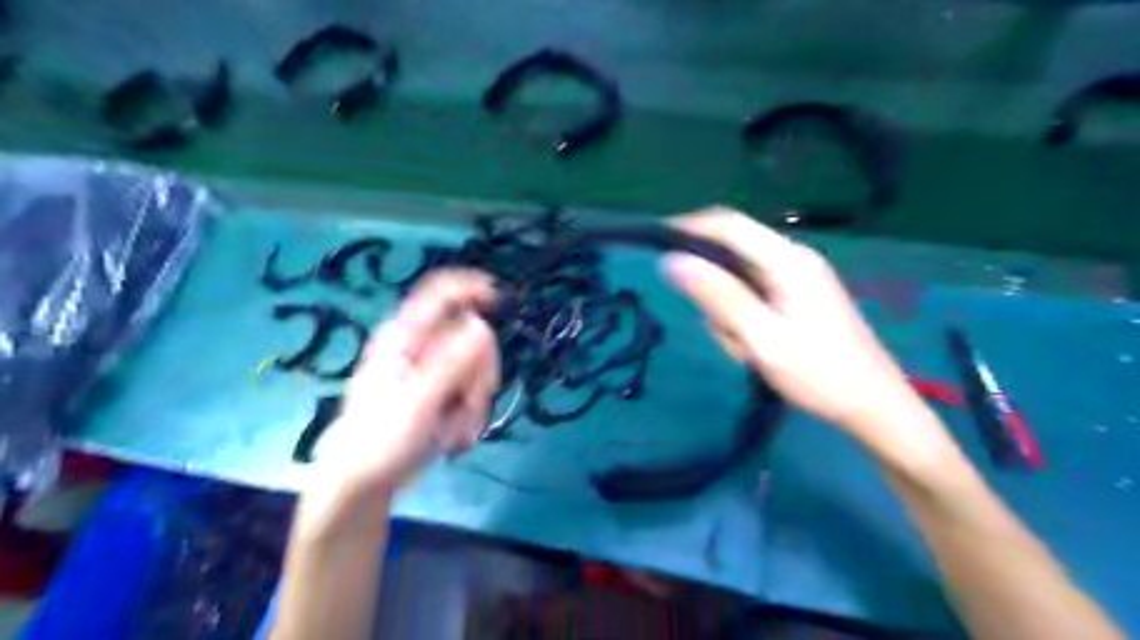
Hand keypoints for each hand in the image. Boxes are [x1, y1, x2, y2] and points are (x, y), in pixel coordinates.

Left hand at [315, 271, 501, 495]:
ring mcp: (432, 369)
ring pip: (478, 366)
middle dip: (480, 372)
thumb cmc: (380, 439)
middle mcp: (421, 346)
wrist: (363, 480)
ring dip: (476, 400)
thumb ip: (452, 363)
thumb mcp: (418, 401)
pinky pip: (473, 388)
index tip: (498, 302)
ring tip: (457, 431)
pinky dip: (472, 411)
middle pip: (473, 336)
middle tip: (471, 402)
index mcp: (405, 336)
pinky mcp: (441, 390)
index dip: (472, 287)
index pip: (441, 292)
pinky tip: (456, 434)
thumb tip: (482, 326)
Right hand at [670, 211, 943, 459]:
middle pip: (731, 256)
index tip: (655, 244)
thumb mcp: (762, 338)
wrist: (873, 408)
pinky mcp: (796, 298)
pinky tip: (760, 349)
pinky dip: (744, 322)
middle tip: (725, 334)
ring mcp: (796, 279)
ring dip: (730, 315)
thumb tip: (672, 261)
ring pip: (738, 282)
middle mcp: (793, 259)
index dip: (689, 227)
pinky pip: (752, 299)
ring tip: (749, 351)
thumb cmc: (820, 375)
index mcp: (788, 261)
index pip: (729, 225)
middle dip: (715, 292)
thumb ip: (718, 297)